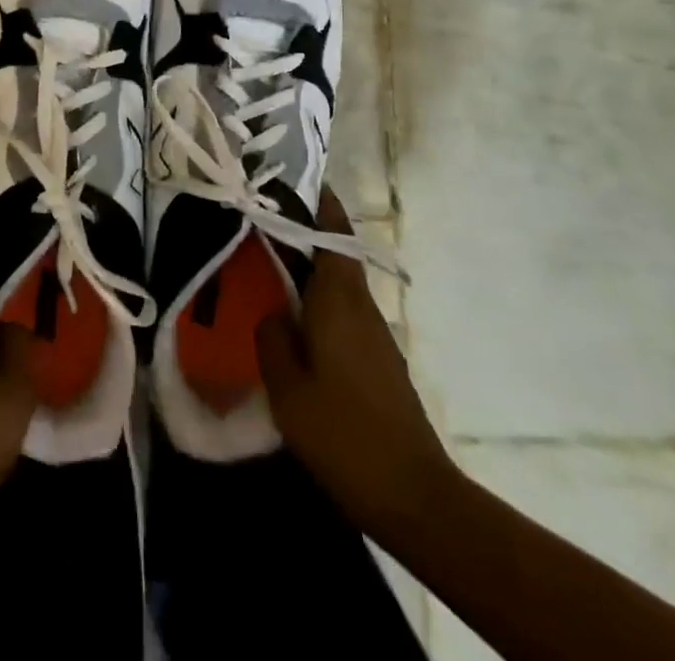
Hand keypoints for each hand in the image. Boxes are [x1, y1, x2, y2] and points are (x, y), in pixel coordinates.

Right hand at [256, 189, 457, 536]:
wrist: (415, 497)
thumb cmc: (344, 434)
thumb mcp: (287, 386)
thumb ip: (272, 337)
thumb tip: (274, 312)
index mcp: (339, 299)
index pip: (332, 231)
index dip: (314, 200)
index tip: (287, 177)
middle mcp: (360, 305)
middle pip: (333, 252)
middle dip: (301, 230)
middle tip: (258, 219)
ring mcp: (374, 334)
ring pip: (336, 283)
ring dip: (306, 267)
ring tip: (265, 264)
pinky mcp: (378, 360)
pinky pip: (342, 311)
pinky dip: (316, 300)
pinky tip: (291, 320)